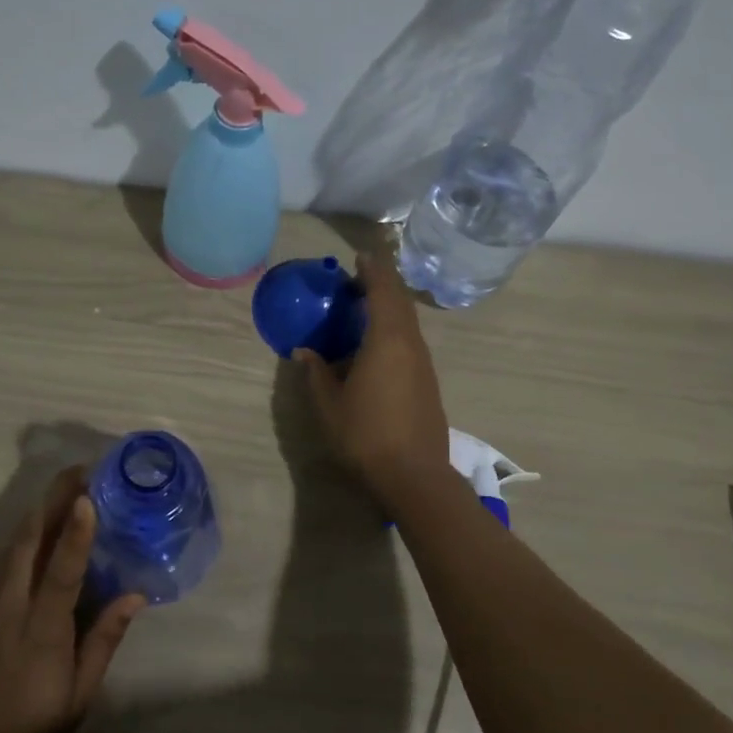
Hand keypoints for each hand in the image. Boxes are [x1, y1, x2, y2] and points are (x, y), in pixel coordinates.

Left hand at [0, 467, 143, 732]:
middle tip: (78, 472)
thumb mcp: (76, 699)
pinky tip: (26, 539)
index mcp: (43, 629)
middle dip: (54, 500)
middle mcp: (10, 606)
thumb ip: (103, 642)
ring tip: (58, 493)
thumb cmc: (22, 730)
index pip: (63, 570)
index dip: (77, 531)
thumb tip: (133, 596)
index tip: (89, 495)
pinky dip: (14, 544)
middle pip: (30, 541)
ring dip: (35, 515)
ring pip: (9, 547)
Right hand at [295, 247, 450, 503]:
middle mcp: (410, 344)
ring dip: (390, 307)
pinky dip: (395, 329)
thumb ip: (316, 373)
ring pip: (408, 323)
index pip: (383, 291)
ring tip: (365, 307)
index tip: (360, 256)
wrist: (414, 475)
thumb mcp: (329, 404)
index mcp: (387, 341)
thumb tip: (304, 353)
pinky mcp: (428, 382)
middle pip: (400, 302)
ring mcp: (423, 364)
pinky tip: (378, 345)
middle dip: (382, 284)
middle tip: (359, 278)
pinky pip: (411, 341)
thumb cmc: (365, 435)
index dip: (372, 270)